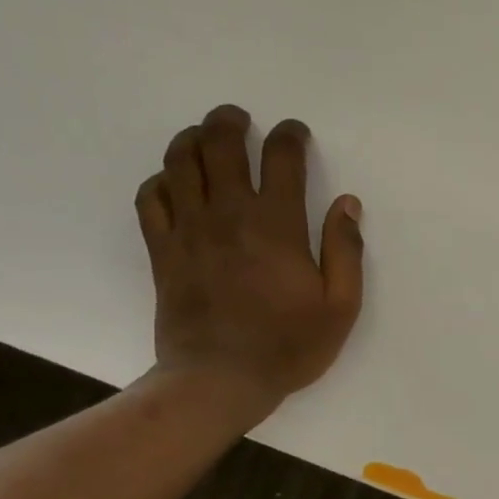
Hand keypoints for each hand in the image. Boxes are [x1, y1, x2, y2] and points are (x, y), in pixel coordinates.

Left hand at [136, 105, 363, 424]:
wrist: (220, 379)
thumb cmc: (289, 345)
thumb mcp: (340, 306)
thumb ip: (346, 251)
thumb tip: (348, 204)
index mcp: (278, 225)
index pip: (282, 158)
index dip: (290, 136)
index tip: (296, 133)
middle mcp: (230, 215)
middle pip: (220, 146)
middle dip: (230, 122)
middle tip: (240, 119)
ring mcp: (190, 230)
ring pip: (180, 162)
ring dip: (192, 139)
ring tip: (204, 136)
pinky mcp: (163, 250)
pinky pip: (151, 198)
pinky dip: (161, 180)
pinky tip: (174, 182)